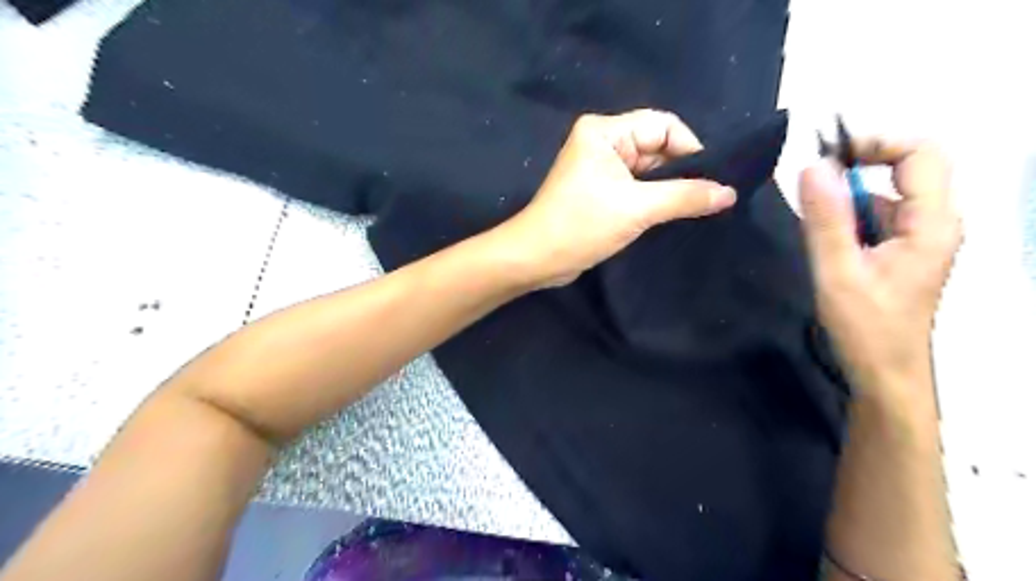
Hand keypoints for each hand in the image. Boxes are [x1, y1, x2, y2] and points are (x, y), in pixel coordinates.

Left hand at [500, 108, 736, 285]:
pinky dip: (654, 199)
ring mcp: (600, 168)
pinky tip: (674, 215)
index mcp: (605, 131)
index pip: (663, 126)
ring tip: (698, 208)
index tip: (712, 179)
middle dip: (682, 171)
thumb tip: (729, 192)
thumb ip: (684, 197)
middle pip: (657, 147)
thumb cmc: (581, 225)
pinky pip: (637, 188)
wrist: (535, 259)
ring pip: (649, 171)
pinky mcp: (600, 192)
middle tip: (710, 197)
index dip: (691, 149)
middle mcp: (602, 143)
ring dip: (670, 188)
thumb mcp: (636, 209)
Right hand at [800, 138, 963, 404]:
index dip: (877, 143)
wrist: (884, 373)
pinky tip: (823, 239)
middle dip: (858, 167)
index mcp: (932, 223)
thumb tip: (813, 166)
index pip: (921, 153)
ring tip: (810, 219)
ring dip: (847, 195)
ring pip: (887, 193)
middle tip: (811, 183)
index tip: (828, 157)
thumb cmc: (866, 326)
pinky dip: (847, 216)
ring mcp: (919, 237)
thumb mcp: (838, 271)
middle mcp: (934, 222)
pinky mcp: (901, 251)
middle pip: (907, 168)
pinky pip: (877, 216)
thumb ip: (826, 219)